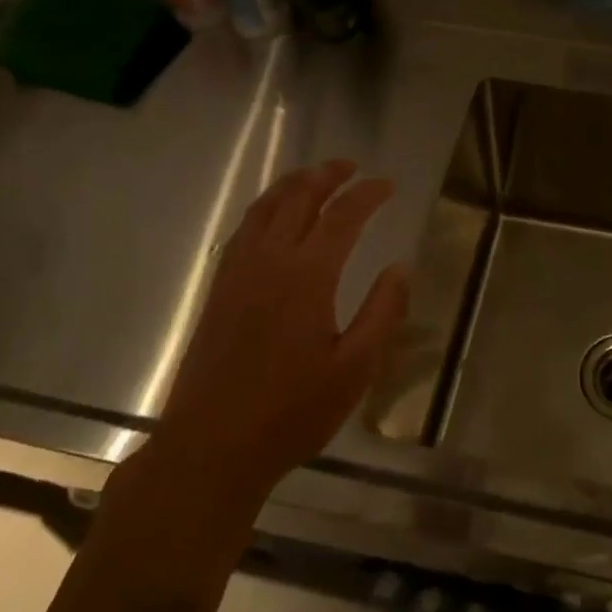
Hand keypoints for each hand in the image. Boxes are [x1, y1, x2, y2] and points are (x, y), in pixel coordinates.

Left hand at [150, 160, 409, 504]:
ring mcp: (237, 273)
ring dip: (292, 184)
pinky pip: (243, 230)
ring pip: (264, 208)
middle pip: (298, 198)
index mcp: (307, 276)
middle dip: (327, 175)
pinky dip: (264, 208)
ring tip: (314, 176)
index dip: (367, 194)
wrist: (211, 445)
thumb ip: (382, 313)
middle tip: (351, 166)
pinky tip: (273, 217)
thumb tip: (400, 268)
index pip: (342, 216)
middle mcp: (269, 261)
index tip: (388, 185)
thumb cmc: (292, 411)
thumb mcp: (355, 369)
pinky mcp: (218, 290)